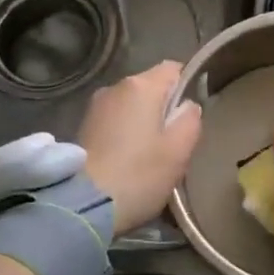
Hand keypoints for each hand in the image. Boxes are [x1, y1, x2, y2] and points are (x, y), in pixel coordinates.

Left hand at [80, 61, 202, 233]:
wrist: (83, 205)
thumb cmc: (139, 174)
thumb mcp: (179, 150)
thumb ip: (190, 120)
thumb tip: (187, 106)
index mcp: (142, 86)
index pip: (173, 68)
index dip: (187, 86)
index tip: (191, 114)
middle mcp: (115, 87)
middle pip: (151, 87)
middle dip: (164, 108)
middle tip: (173, 142)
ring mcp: (95, 106)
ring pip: (131, 105)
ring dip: (143, 122)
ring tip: (149, 155)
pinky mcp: (82, 127)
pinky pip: (114, 120)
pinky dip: (124, 133)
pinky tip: (127, 160)